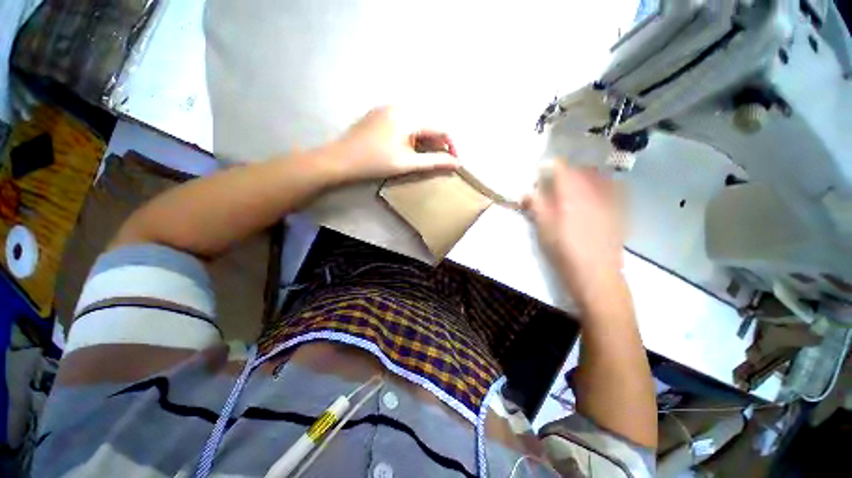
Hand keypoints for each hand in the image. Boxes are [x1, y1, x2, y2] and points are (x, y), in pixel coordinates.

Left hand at [328, 106, 459, 182]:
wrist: (340, 159)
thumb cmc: (375, 163)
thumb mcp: (407, 164)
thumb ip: (434, 162)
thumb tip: (456, 163)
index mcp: (409, 116)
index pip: (441, 127)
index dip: (451, 145)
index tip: (454, 162)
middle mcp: (400, 106)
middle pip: (429, 123)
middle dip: (438, 143)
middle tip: (440, 161)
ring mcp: (387, 108)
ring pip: (417, 122)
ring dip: (426, 139)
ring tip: (426, 157)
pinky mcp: (379, 114)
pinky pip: (404, 121)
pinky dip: (413, 135)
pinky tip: (408, 148)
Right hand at [523, 161, 624, 305]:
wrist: (595, 272)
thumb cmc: (563, 248)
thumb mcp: (543, 226)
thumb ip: (535, 205)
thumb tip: (526, 193)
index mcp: (572, 193)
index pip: (562, 168)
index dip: (551, 166)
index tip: (542, 171)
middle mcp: (593, 191)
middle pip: (581, 170)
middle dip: (567, 172)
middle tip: (556, 182)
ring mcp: (610, 200)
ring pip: (599, 177)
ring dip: (585, 177)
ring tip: (576, 187)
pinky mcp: (620, 211)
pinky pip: (614, 189)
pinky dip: (603, 186)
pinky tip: (596, 197)